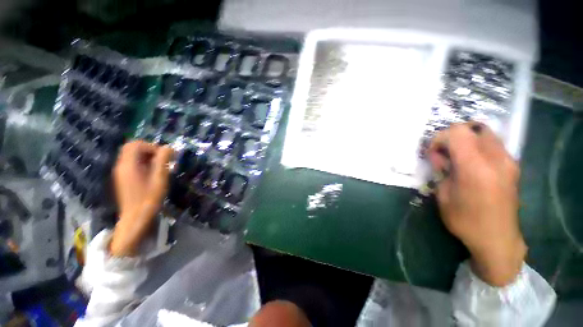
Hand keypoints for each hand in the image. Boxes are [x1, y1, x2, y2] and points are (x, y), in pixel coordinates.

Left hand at [110, 141, 173, 256]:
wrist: (136, 218)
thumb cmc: (149, 198)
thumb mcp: (159, 178)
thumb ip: (163, 161)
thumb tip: (168, 147)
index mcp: (128, 165)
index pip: (136, 144)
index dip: (152, 146)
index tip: (164, 156)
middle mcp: (121, 166)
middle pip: (132, 148)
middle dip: (149, 150)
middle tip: (162, 159)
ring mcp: (121, 173)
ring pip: (132, 156)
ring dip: (147, 157)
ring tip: (160, 167)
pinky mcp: (124, 179)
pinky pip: (132, 164)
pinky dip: (143, 163)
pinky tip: (152, 174)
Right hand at [427, 122, 525, 286]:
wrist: (497, 239)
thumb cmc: (465, 220)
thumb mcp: (443, 195)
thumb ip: (442, 170)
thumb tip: (439, 156)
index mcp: (475, 167)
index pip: (456, 132)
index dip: (439, 138)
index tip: (433, 153)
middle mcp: (496, 158)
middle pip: (472, 128)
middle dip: (453, 136)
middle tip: (444, 154)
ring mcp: (508, 161)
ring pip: (484, 133)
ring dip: (466, 140)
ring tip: (457, 158)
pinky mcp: (512, 166)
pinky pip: (493, 144)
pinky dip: (478, 146)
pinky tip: (472, 164)